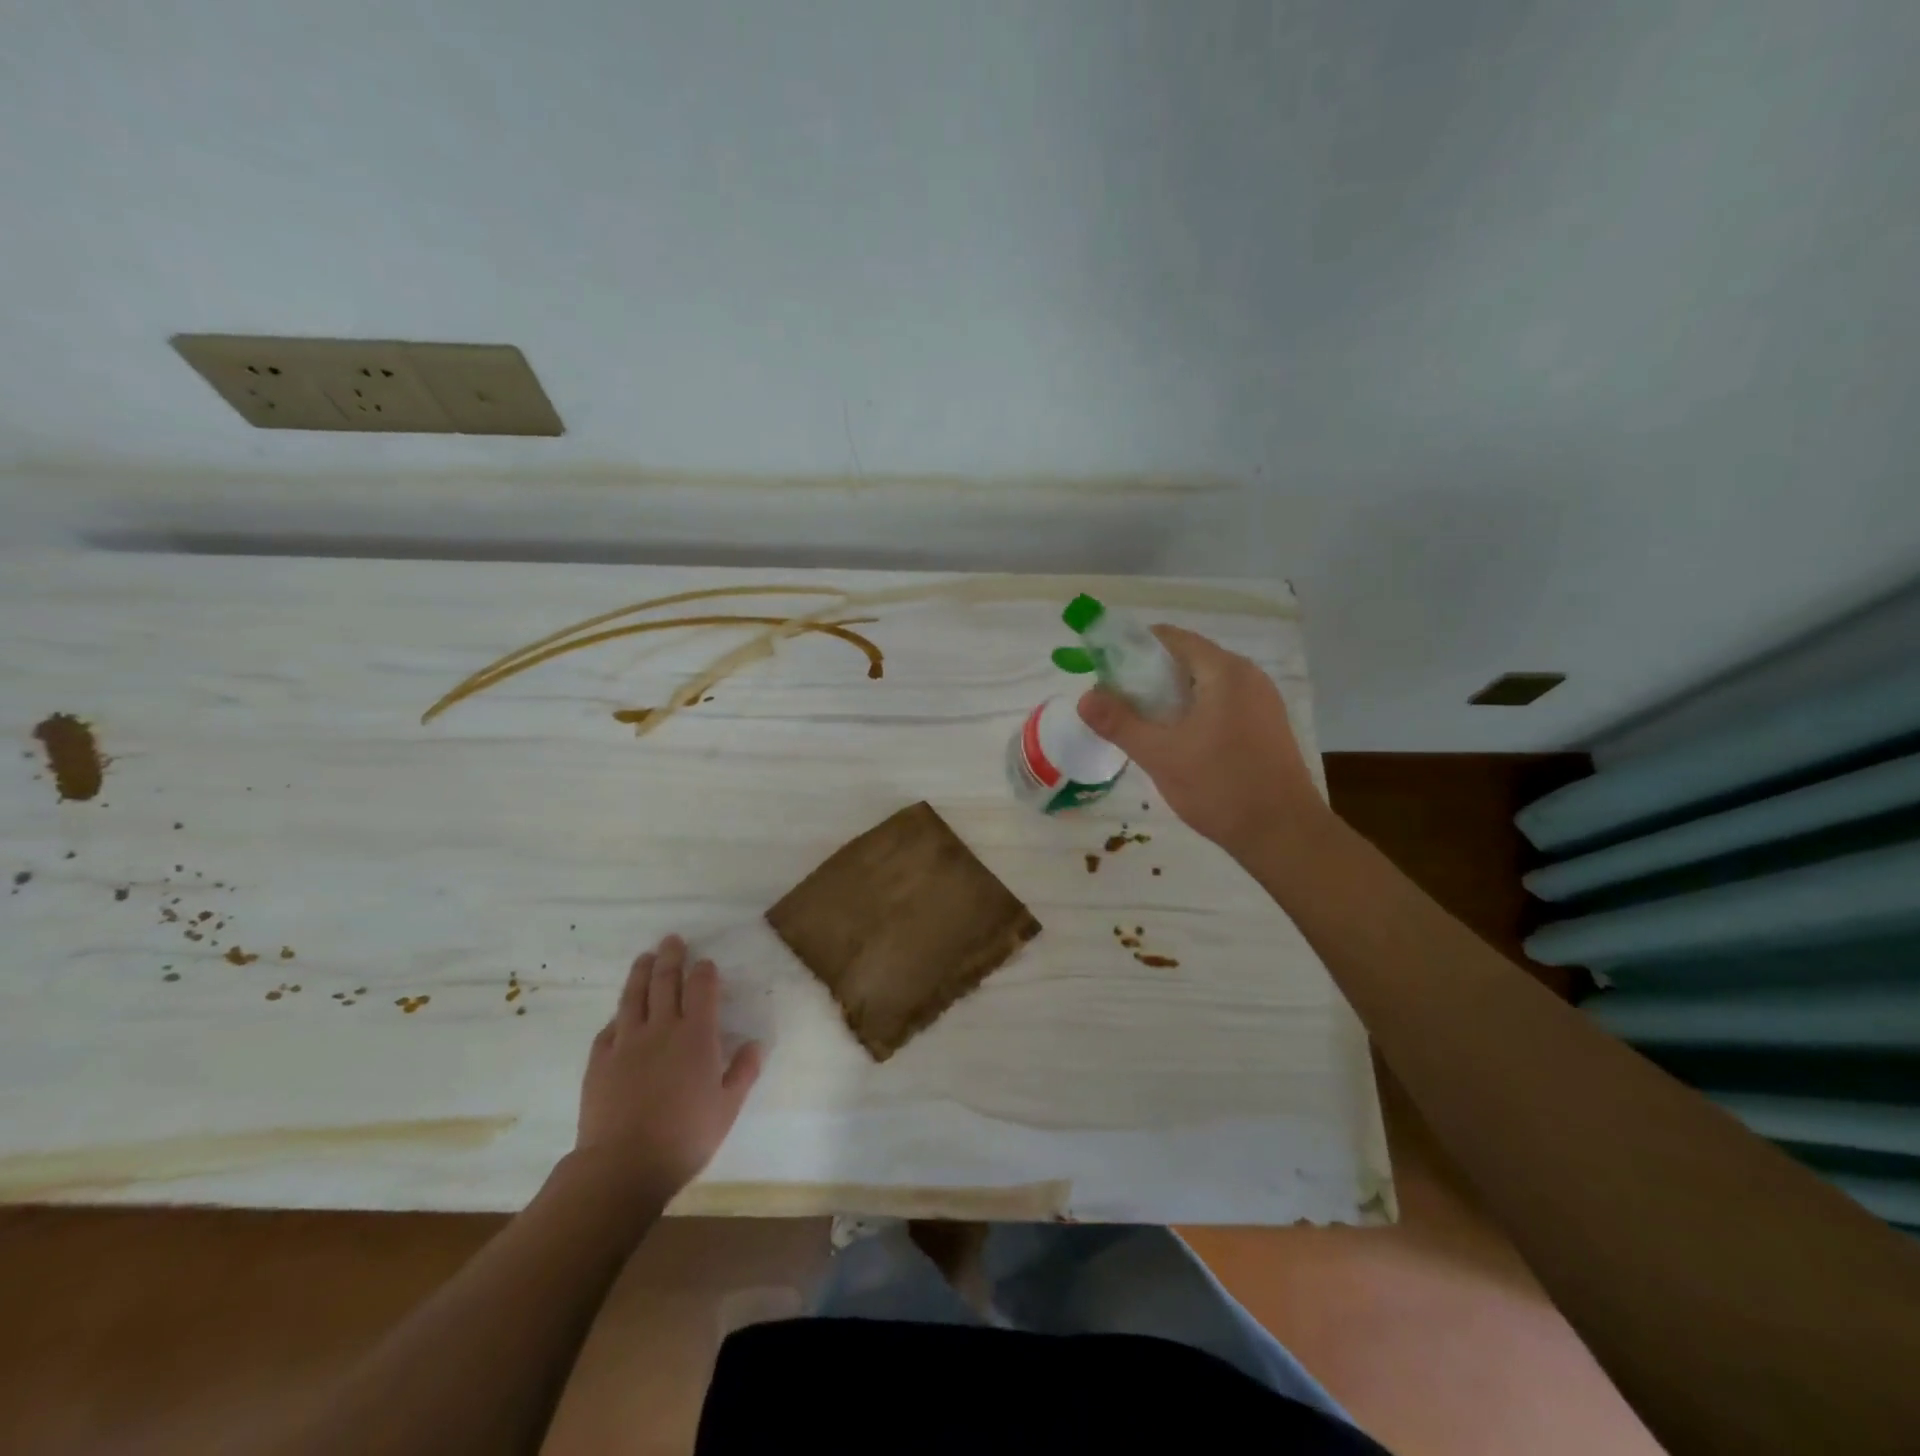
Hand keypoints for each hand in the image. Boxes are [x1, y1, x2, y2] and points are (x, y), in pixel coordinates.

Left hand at [575, 934, 763, 1199]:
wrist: (622, 1166)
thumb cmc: (685, 1137)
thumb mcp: (727, 1108)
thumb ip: (743, 1072)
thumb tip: (755, 1044)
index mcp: (696, 1035)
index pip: (701, 988)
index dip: (704, 971)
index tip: (705, 963)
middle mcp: (661, 1028)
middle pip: (665, 982)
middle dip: (671, 958)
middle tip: (672, 940)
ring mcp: (626, 1042)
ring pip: (633, 997)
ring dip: (640, 973)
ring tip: (644, 957)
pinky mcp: (599, 1061)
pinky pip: (609, 1029)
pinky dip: (618, 1016)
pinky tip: (619, 1014)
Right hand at [1077, 625, 1325, 855]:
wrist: (1284, 835)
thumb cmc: (1220, 787)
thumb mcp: (1161, 755)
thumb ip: (1120, 723)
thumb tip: (1085, 698)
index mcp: (1224, 671)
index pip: (1171, 638)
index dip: (1132, 649)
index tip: (1105, 674)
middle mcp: (1247, 676)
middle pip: (1187, 659)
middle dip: (1148, 677)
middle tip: (1117, 704)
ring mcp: (1261, 701)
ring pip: (1204, 684)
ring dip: (1169, 697)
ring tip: (1141, 725)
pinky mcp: (1266, 725)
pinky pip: (1221, 703)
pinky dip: (1193, 711)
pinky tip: (1176, 742)